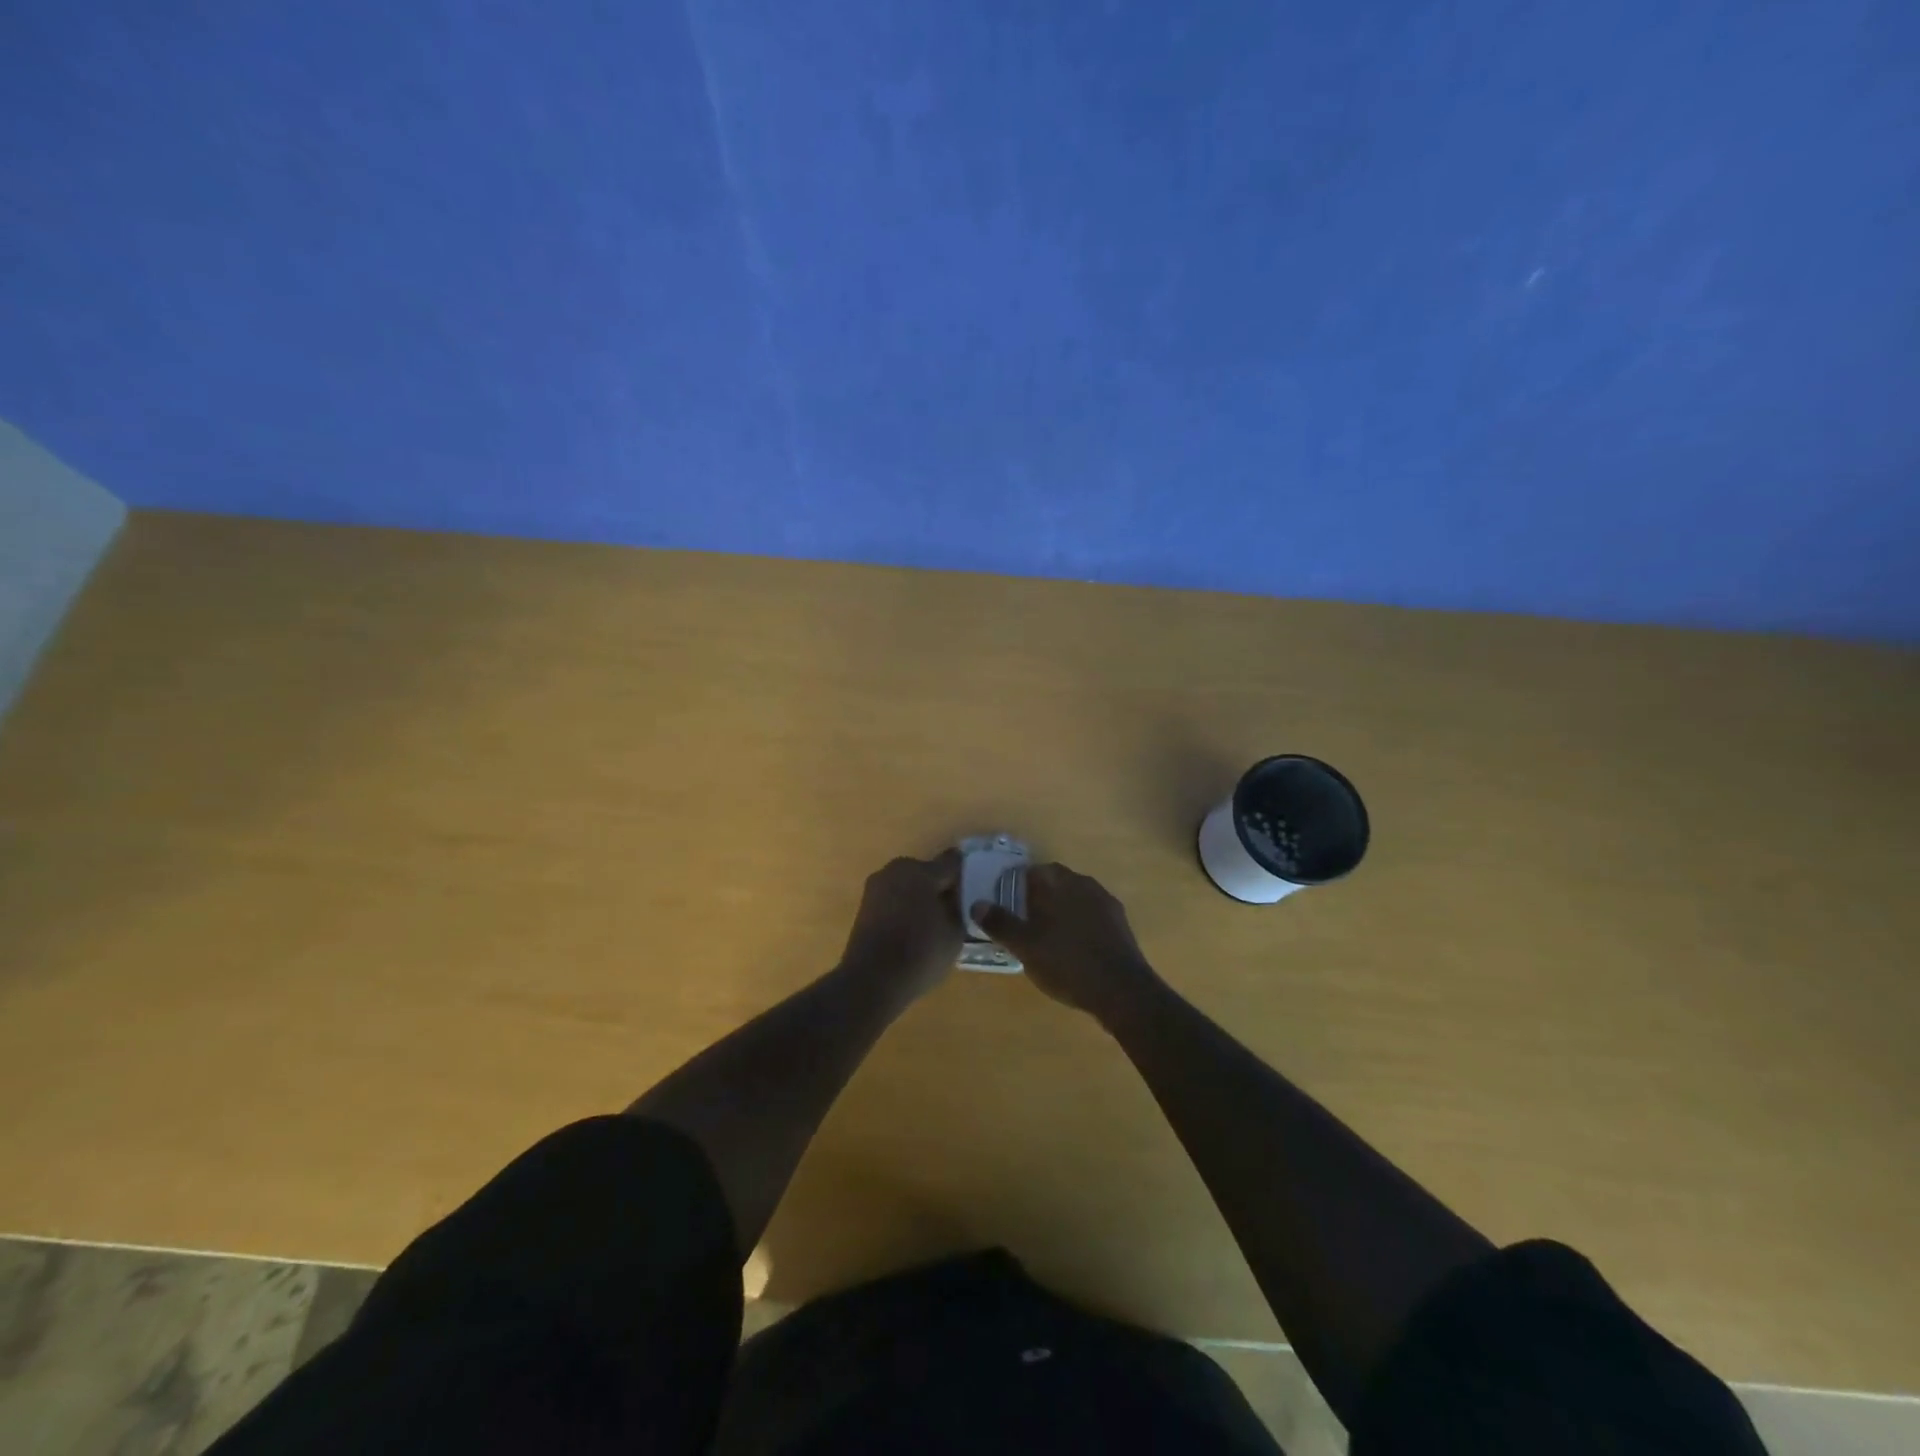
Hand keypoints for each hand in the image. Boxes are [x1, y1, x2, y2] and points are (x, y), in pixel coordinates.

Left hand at [837, 850, 963, 1001]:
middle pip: (927, 872)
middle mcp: (896, 870)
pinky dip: (904, 908)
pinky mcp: (865, 904)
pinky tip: (912, 930)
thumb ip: (959, 908)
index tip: (975, 889)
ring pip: (908, 885)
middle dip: (940, 887)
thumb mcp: (955, 932)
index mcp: (921, 871)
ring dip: (920, 897)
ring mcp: (877, 886)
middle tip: (954, 910)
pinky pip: (893, 899)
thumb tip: (955, 897)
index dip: (966, 874)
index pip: (952, 862)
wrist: (871, 980)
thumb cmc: (920, 953)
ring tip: (933, 923)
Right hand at [972, 862, 1161, 1022]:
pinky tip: (1075, 946)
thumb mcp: (1025, 946)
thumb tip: (977, 904)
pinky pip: (1092, 913)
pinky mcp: (1119, 920)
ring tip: (1049, 937)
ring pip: (1074, 896)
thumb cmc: (1066, 963)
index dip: (1016, 887)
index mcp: (1056, 882)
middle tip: (1025, 923)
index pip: (1030, 871)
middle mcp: (1081, 881)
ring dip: (1061, 909)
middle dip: (1039, 897)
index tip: (1007, 907)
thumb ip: (1000, 923)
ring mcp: (1104, 900)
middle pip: (1053, 882)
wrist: (1121, 989)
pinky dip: (1080, 922)